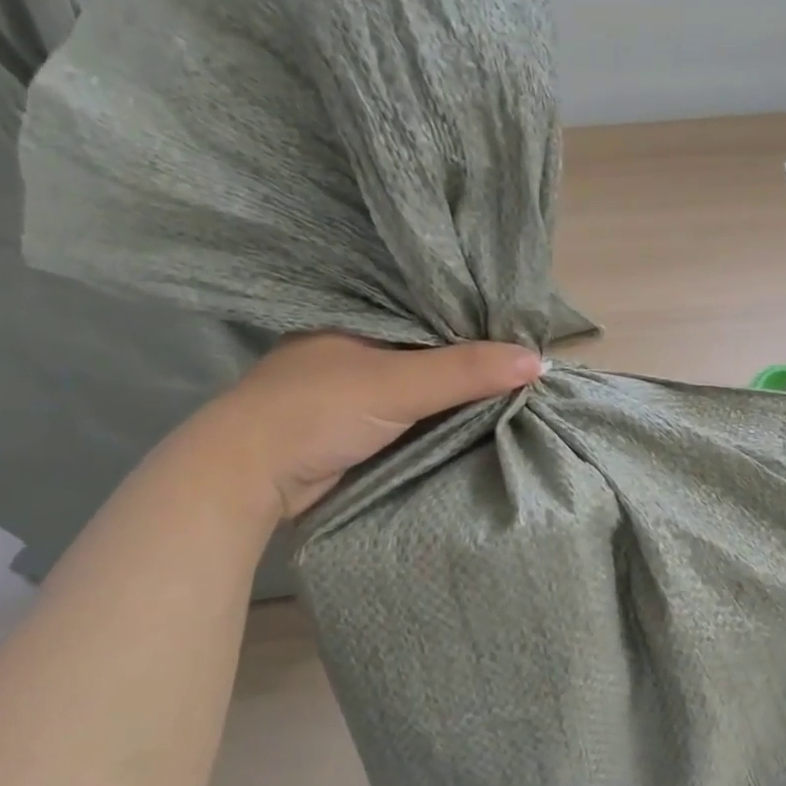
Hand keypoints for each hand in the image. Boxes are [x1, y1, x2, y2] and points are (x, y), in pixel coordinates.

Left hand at [184, 334, 545, 519]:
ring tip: (518, 379)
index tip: (523, 323)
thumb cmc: (317, 411)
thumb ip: (466, 370)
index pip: (433, 305)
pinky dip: (444, 409)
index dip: (477, 314)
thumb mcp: (398, 384)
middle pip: (434, 343)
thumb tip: (539, 360)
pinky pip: (416, 407)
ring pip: (426, 377)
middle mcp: (360, 342)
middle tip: (530, 353)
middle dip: (475, 352)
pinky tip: (479, 409)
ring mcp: (358, 383)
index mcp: (361, 315)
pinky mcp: (359, 420)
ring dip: (461, 384)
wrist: (246, 480)